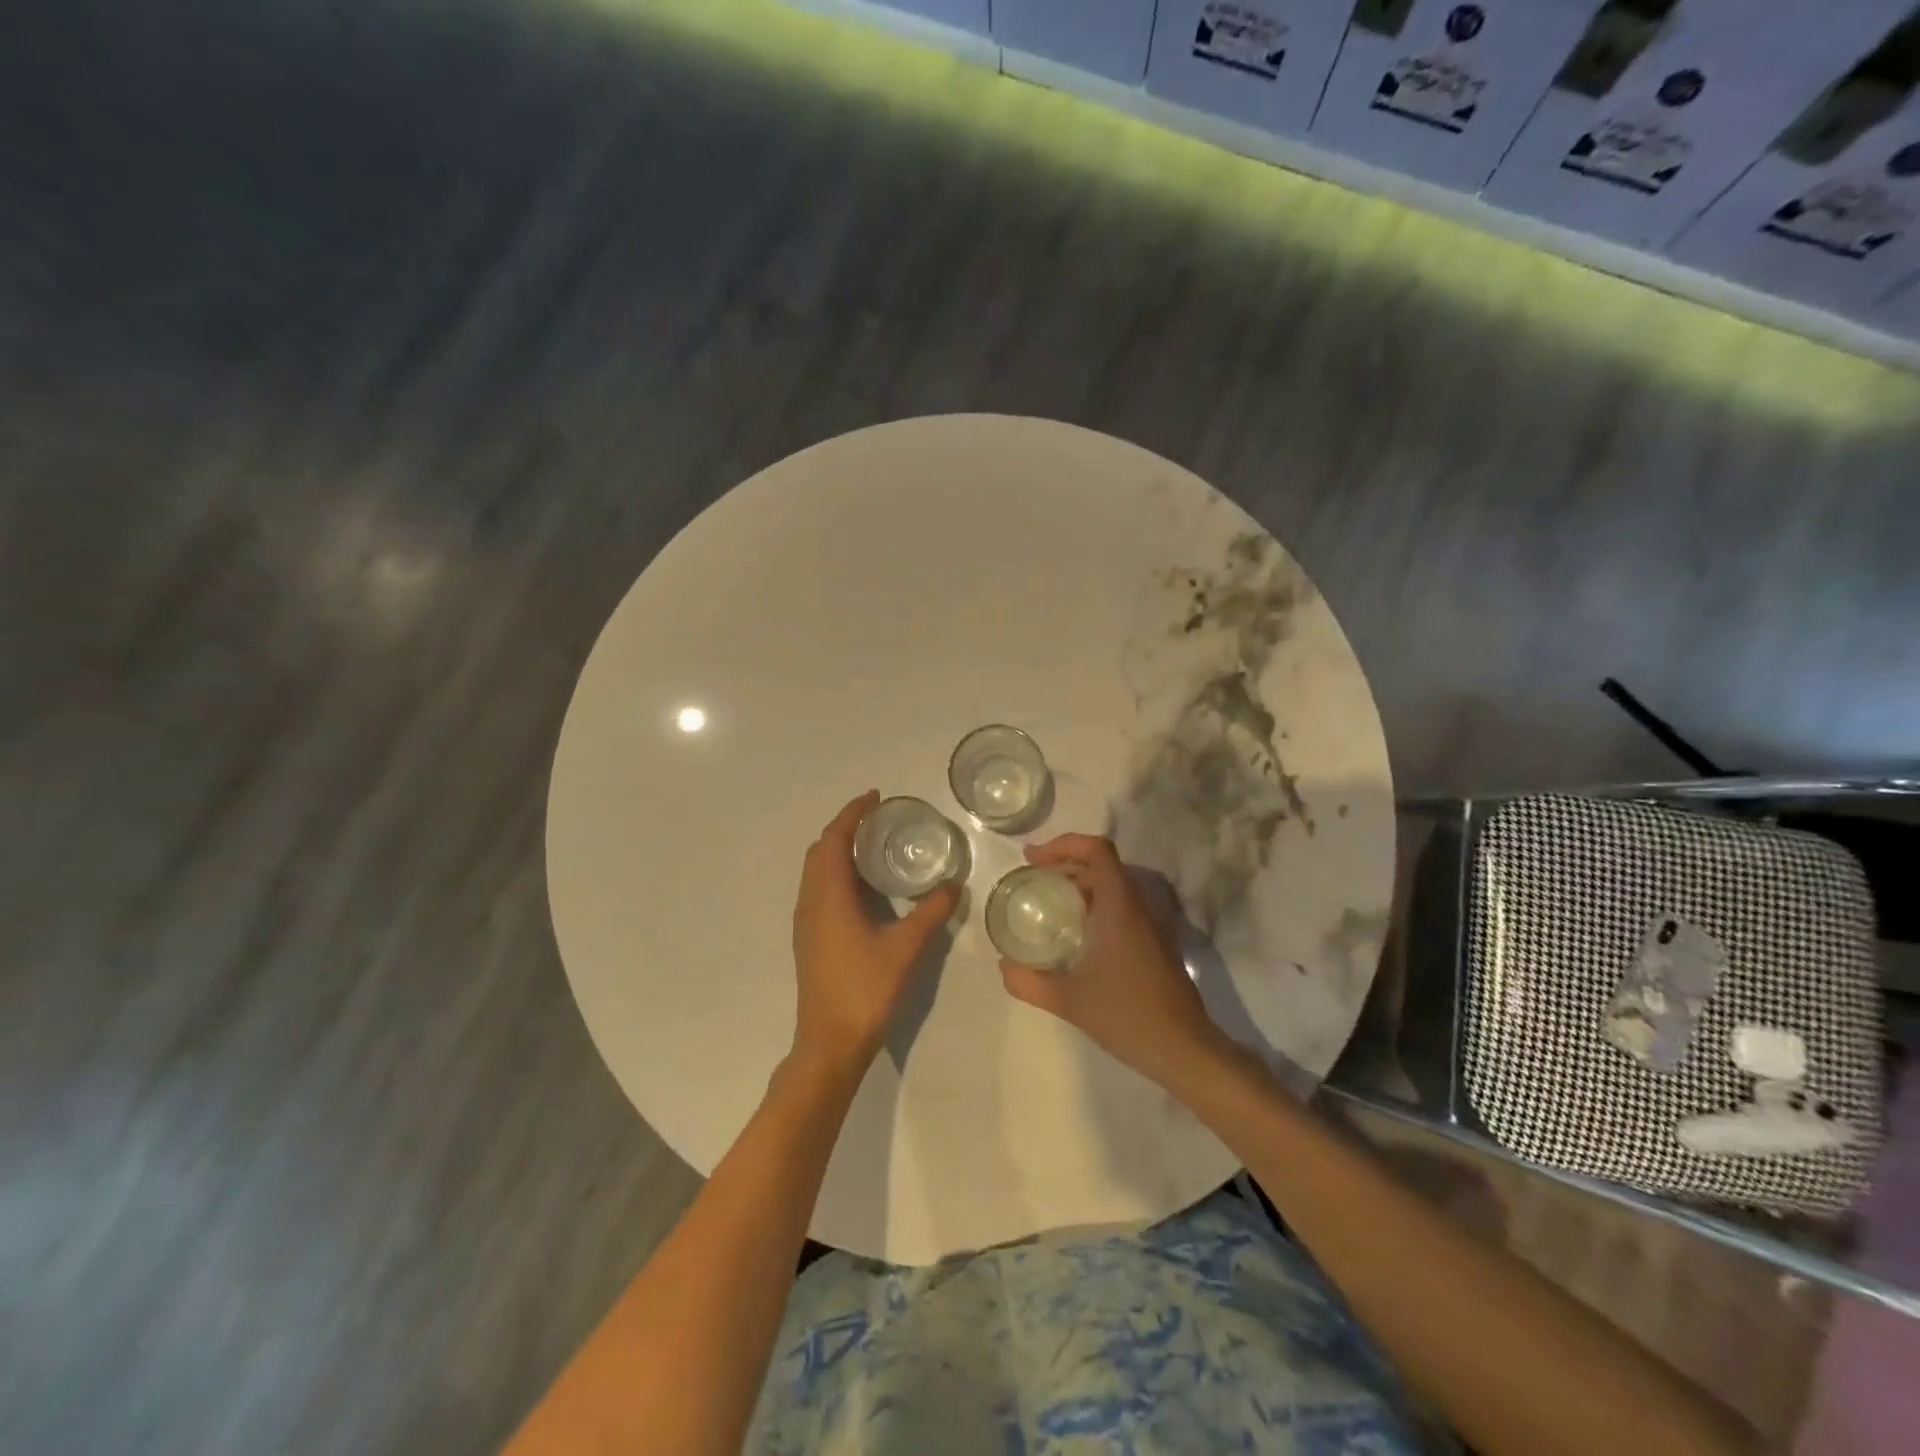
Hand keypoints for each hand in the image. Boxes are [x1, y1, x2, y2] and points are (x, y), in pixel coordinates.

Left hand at [790, 791, 960, 1077]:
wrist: (829, 1042)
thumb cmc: (865, 989)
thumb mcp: (905, 948)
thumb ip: (930, 912)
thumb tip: (953, 884)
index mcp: (828, 896)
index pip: (834, 839)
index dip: (852, 814)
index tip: (875, 797)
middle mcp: (810, 901)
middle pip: (820, 850)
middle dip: (845, 828)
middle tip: (877, 818)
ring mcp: (806, 922)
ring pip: (816, 871)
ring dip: (838, 850)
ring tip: (872, 846)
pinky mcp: (809, 939)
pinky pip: (818, 889)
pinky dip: (836, 873)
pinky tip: (864, 888)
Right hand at [997, 834, 1224, 1085]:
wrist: (1184, 1048)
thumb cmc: (1127, 1016)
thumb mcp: (1069, 1001)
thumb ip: (1030, 982)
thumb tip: (1004, 967)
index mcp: (1120, 907)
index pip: (1096, 850)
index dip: (1062, 844)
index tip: (1032, 860)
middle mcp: (1138, 906)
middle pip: (1103, 863)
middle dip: (1066, 862)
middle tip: (1033, 878)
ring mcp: (1151, 923)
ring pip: (1114, 884)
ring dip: (1081, 882)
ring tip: (1049, 900)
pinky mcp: (1155, 941)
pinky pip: (1123, 905)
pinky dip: (1096, 902)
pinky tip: (1077, 931)